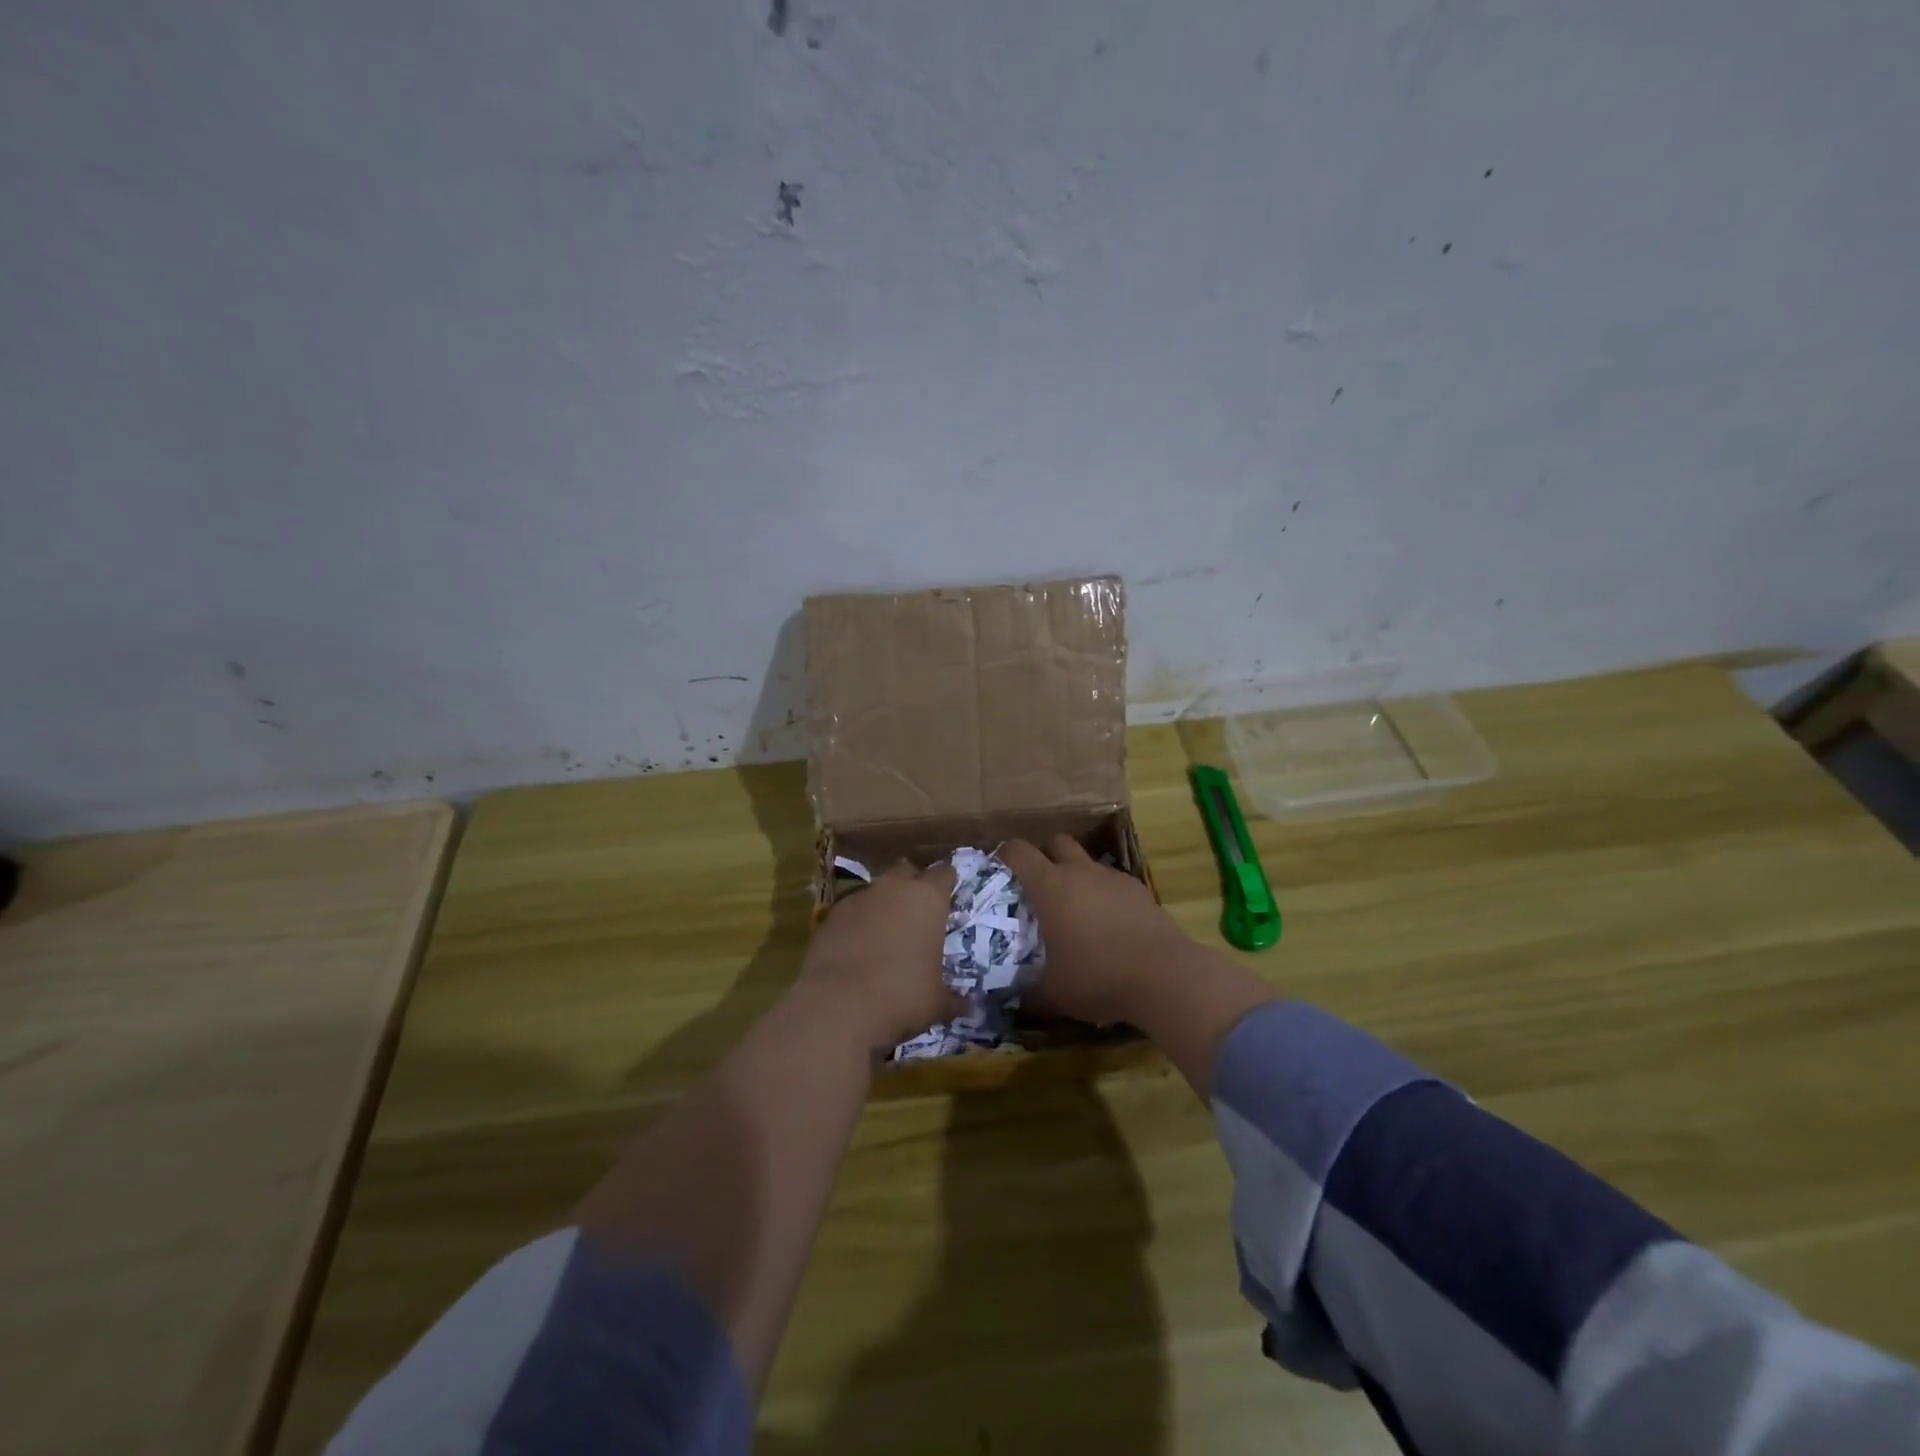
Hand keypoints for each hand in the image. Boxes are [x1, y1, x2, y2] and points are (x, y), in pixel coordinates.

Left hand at [799, 860, 962, 1051]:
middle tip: (918, 912)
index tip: (949, 898)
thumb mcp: (936, 1003)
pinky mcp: (831, 914)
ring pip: (877, 889)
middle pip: (907, 871)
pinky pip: (852, 909)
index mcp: (928, 898)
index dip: (947, 883)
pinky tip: (857, 946)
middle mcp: (894, 888)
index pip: (944, 873)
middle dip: (913, 885)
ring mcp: (859, 897)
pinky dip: (858, 920)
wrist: (838, 1005)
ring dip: (884, 903)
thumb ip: (955, 1000)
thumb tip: (971, 1008)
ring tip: (886, 932)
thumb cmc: (901, 996)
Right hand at [1000, 836, 1193, 1026]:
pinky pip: (1113, 883)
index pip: (1019, 851)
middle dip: (1046, 855)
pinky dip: (1105, 895)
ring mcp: (1113, 878)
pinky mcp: (1140, 890)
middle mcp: (1080, 872)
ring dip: (1078, 876)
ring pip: (1088, 862)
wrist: (1165, 976)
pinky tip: (1110, 925)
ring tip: (1077, 911)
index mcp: (1050, 886)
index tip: (1000, 867)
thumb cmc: (1098, 978)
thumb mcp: (1053, 992)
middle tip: (1041, 884)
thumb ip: (1028, 988)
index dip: (1006, 854)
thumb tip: (1012, 996)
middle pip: (1057, 842)